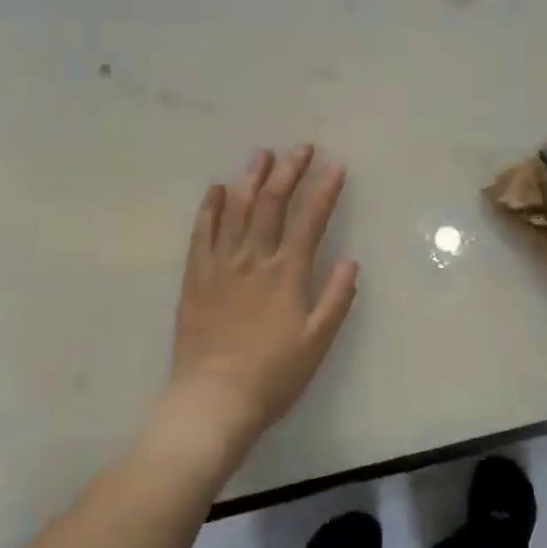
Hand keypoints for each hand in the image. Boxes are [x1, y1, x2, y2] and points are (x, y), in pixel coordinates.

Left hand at [156, 145, 358, 470]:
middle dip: (289, 172)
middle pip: (271, 204)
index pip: (310, 220)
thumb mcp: (317, 342)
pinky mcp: (196, 278)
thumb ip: (336, 299)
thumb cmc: (273, 375)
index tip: (336, 167)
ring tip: (262, 154)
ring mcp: (221, 265)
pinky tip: (216, 189)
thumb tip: (351, 260)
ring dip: (251, 179)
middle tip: (300, 148)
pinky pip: (201, 234)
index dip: (325, 191)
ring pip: (236, 210)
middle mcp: (254, 259)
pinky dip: (210, 208)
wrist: (213, 400)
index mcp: (288, 274)